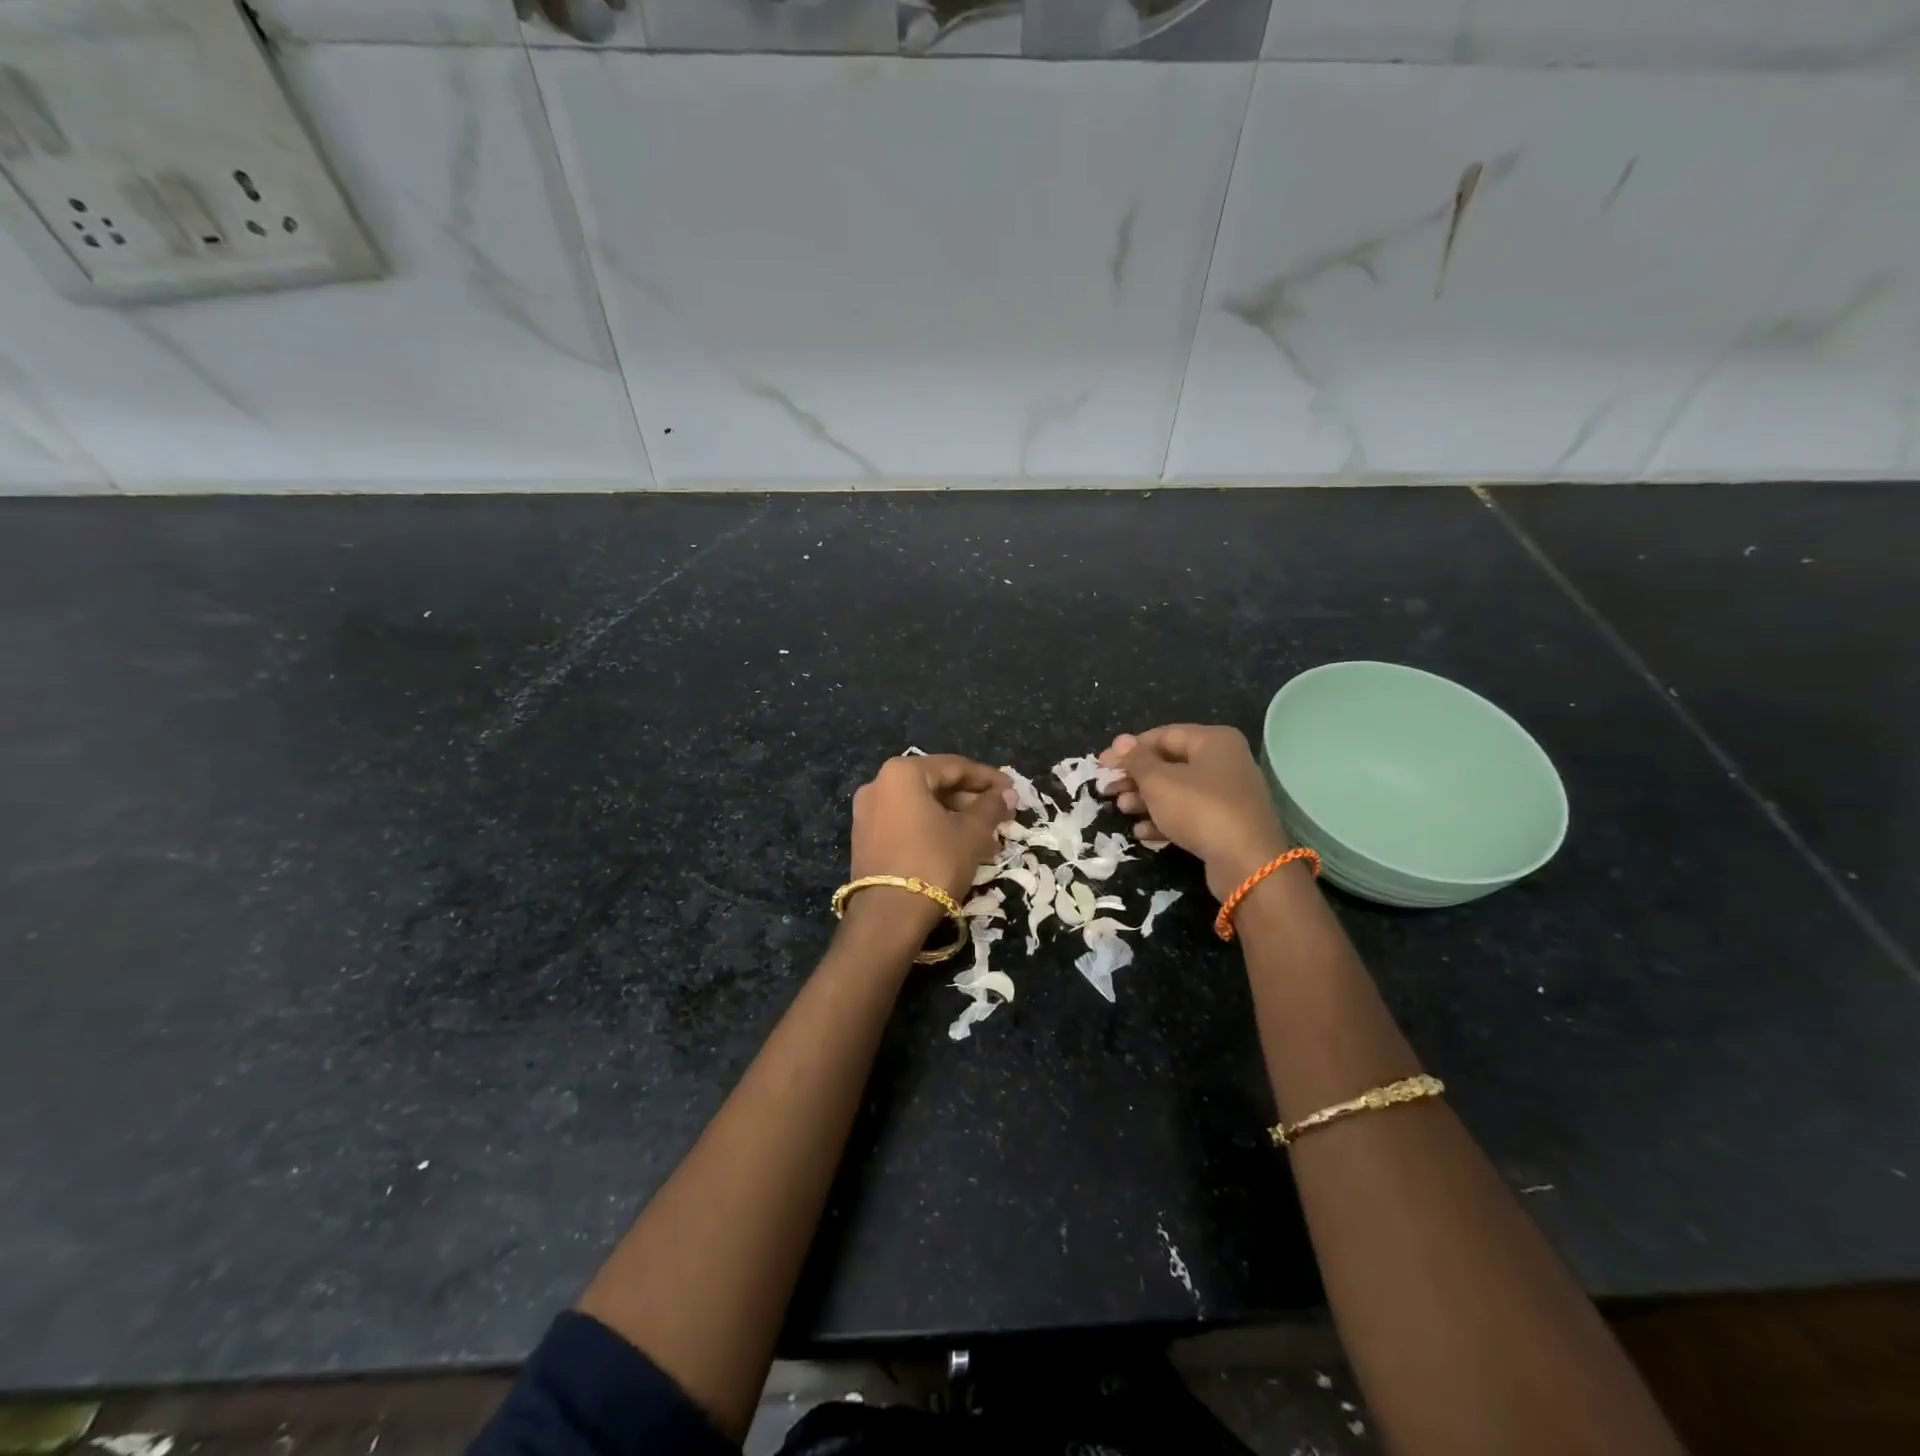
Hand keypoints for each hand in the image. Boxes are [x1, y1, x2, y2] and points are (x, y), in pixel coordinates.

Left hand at [847, 754, 1012, 934]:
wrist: (888, 916)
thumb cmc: (934, 862)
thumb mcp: (972, 832)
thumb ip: (990, 807)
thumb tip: (1006, 794)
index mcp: (902, 773)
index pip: (955, 766)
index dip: (988, 778)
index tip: (1013, 790)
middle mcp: (879, 784)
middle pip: (936, 784)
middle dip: (971, 800)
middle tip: (1002, 815)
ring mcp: (868, 812)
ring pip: (922, 806)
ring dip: (956, 817)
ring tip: (987, 835)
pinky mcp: (866, 839)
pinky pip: (907, 823)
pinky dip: (934, 829)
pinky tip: (960, 845)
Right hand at [1098, 725, 1290, 901]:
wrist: (1247, 862)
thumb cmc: (1200, 809)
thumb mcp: (1159, 781)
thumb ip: (1136, 760)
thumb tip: (1121, 741)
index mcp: (1213, 740)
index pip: (1162, 735)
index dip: (1128, 749)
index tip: (1101, 764)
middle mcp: (1224, 761)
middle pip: (1169, 763)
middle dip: (1136, 777)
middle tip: (1108, 790)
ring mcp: (1228, 794)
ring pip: (1177, 791)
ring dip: (1145, 800)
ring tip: (1122, 810)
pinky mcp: (1226, 824)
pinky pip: (1189, 814)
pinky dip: (1164, 820)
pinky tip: (1143, 833)